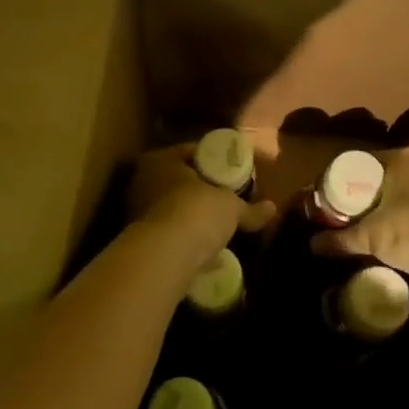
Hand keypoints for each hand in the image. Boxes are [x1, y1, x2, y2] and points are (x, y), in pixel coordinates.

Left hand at [127, 144, 273, 255]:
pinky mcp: (139, 241)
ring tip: (215, 224)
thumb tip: (272, 208)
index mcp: (161, 160)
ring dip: (189, 215)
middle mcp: (142, 181)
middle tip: (224, 196)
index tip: (231, 170)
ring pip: (170, 207)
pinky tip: (201, 248)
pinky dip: (182, 238)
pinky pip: (167, 233)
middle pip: (178, 180)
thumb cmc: (197, 212)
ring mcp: (136, 212)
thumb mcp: (231, 207)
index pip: (191, 152)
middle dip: (199, 189)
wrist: (164, 256)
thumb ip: (250, 209)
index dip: (213, 160)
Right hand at [310, 147, 408, 279]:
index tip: (338, 197)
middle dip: (374, 193)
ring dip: (399, 204)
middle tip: (357, 213)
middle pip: (390, 175)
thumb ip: (342, 239)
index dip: (349, 179)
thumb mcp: (371, 236)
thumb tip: (313, 245)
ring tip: (383, 225)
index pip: (365, 162)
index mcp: (399, 158)